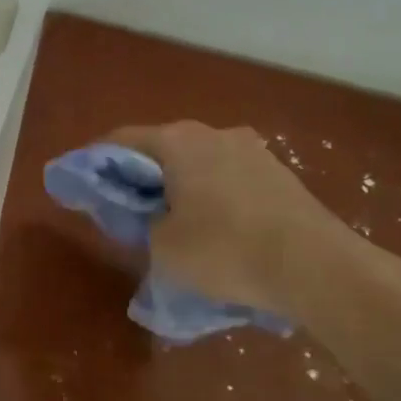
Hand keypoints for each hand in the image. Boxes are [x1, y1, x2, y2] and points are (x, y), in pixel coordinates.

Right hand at [106, 120, 373, 315]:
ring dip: (179, 185)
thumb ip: (144, 223)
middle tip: (126, 207)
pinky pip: (228, 178)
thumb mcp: (163, 246)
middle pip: (162, 149)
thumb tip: (154, 216)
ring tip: (170, 220)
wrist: (317, 267)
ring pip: (198, 163)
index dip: (97, 162)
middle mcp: (215, 134)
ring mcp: (253, 151)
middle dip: (141, 175)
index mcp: (179, 141)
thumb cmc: (226, 250)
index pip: (121, 140)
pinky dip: (210, 195)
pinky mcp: (280, 174)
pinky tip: (212, 227)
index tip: (83, 184)